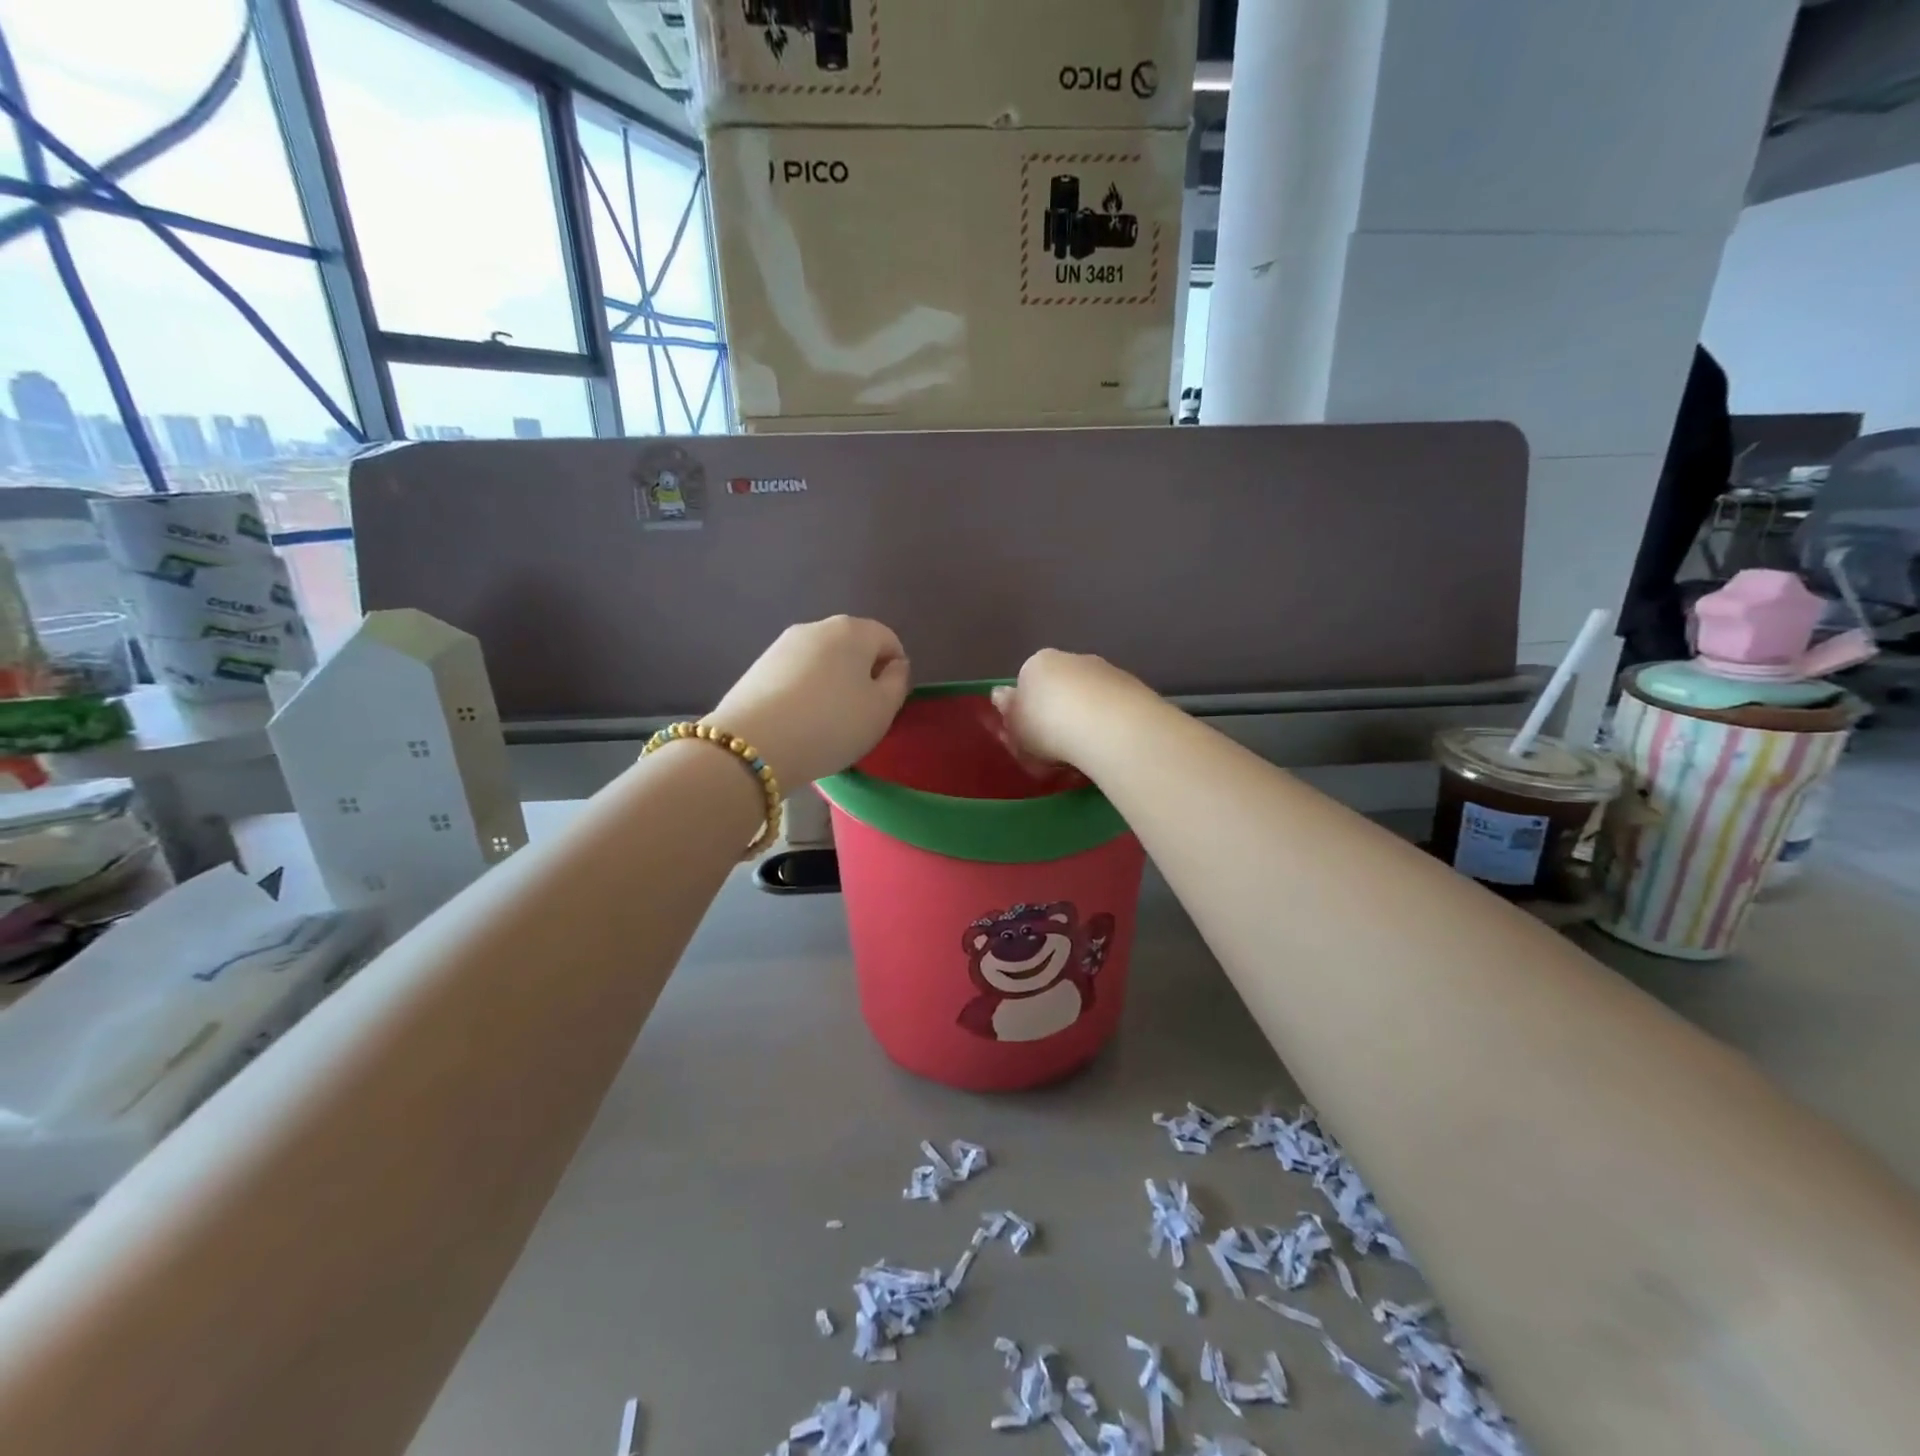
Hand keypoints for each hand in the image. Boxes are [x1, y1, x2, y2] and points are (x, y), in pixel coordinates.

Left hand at [707, 617, 909, 789]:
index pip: (888, 641)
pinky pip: (795, 675)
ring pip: (821, 661)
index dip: (894, 671)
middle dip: (861, 675)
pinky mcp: (758, 666)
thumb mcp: (882, 710)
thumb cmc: (832, 724)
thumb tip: (893, 665)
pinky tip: (798, 722)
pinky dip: (804, 692)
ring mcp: (782, 645)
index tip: (886, 704)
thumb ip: (897, 682)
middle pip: (852, 647)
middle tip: (858, 715)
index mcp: (853, 630)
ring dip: (831, 684)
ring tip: (825, 722)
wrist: (754, 744)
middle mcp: (817, 627)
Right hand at [991, 649, 1154, 770]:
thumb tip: (1001, 695)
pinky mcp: (1135, 688)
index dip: (1029, 710)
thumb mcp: (1015, 727)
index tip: (1032, 736)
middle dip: (1060, 712)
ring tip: (1087, 754)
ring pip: (1090, 697)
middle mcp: (1073, 659)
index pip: (1028, 681)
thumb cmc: (1046, 726)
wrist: (1106, 726)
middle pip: (1061, 687)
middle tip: (1059, 748)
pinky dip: (1110, 725)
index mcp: (1038, 663)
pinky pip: (1114, 709)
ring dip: (1087, 719)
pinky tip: (1110, 748)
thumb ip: (1008, 710)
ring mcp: (1106, 671)